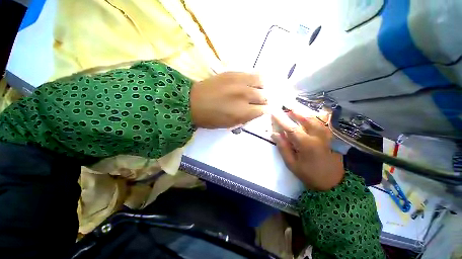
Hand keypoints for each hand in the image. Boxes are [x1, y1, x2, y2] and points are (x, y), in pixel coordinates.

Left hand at [190, 72, 266, 128]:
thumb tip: (254, 113)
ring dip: (260, 89)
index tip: (259, 111)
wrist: (193, 102)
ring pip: (261, 83)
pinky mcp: (233, 74)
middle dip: (262, 101)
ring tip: (255, 91)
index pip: (263, 110)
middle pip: (264, 97)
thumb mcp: (229, 124)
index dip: (263, 111)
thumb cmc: (210, 118)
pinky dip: (255, 79)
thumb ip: (244, 119)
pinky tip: (251, 83)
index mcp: (243, 112)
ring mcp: (239, 83)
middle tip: (256, 102)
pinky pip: (251, 74)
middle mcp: (245, 96)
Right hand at [271, 111, 344, 190]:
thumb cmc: (309, 174)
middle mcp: (319, 136)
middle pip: (306, 117)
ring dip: (304, 110)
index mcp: (307, 144)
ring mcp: (328, 135)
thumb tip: (275, 134)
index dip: (281, 119)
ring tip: (295, 106)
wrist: (333, 183)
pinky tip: (314, 111)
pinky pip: (326, 121)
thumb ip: (283, 148)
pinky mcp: (333, 136)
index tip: (273, 111)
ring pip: (316, 117)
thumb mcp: (292, 164)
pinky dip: (319, 114)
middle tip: (285, 103)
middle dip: (294, 109)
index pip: (290, 128)